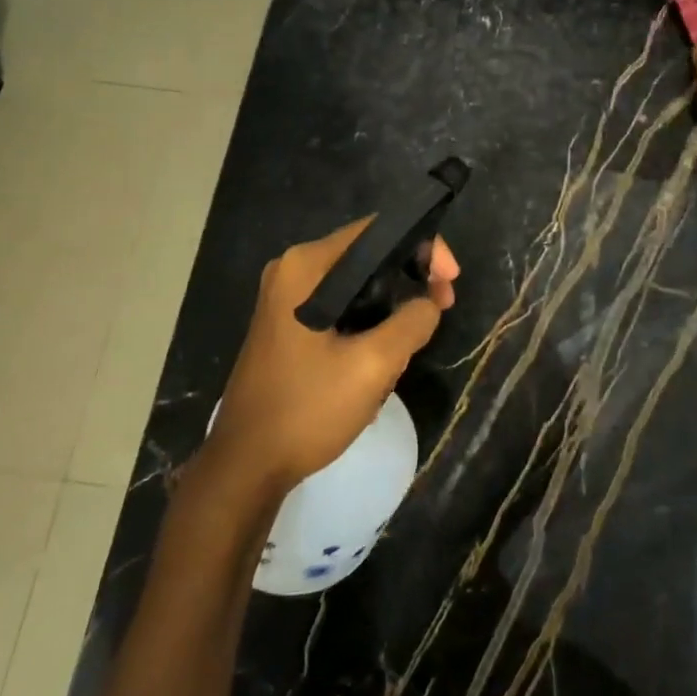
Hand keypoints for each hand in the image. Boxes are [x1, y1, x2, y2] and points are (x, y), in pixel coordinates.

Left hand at [209, 219, 458, 490]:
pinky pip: (342, 305)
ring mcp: (287, 298)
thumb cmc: (307, 409)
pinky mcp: (289, 323)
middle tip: (442, 309)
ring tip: (413, 341)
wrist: (247, 464)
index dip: (423, 248)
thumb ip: (412, 321)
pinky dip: (370, 320)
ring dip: (392, 305)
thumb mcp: (373, 365)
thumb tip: (429, 302)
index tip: (449, 282)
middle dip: (410, 278)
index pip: (378, 231)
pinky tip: (384, 354)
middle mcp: (293, 270)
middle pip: (369, 255)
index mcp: (307, 267)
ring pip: (359, 284)